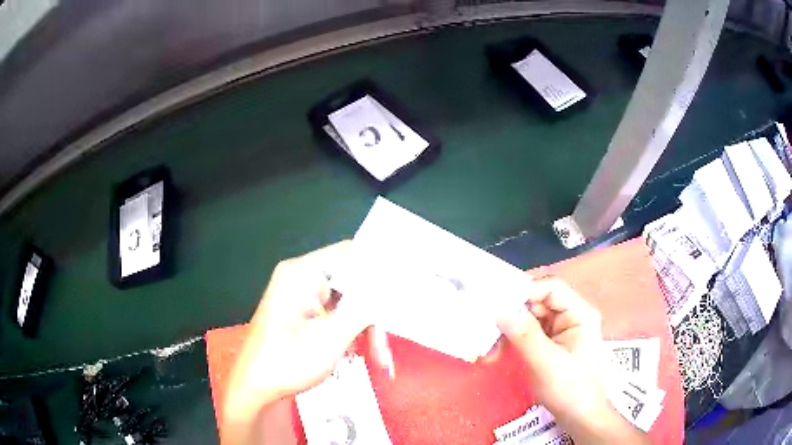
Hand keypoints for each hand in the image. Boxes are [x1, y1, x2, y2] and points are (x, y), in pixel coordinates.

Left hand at [221, 241, 392, 444]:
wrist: (256, 390)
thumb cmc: (288, 361)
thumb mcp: (332, 336)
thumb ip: (364, 308)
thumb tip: (390, 285)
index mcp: (301, 273)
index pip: (350, 254)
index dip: (379, 268)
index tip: (403, 289)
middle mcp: (301, 279)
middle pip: (352, 285)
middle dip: (372, 318)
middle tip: (384, 349)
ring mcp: (302, 299)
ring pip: (348, 305)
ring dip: (364, 332)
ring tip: (376, 360)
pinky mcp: (304, 316)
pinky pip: (336, 317)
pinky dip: (350, 335)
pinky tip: (355, 356)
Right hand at [497, 278, 647, 443]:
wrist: (580, 418)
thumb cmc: (571, 390)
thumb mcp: (547, 363)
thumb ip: (525, 335)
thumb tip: (500, 310)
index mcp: (579, 314)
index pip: (551, 288)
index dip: (525, 291)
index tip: (496, 303)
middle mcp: (570, 317)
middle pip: (537, 303)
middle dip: (511, 316)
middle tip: (486, 329)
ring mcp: (560, 331)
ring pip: (528, 319)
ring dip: (507, 332)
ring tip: (488, 350)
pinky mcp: (550, 345)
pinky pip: (527, 334)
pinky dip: (511, 342)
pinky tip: (496, 354)